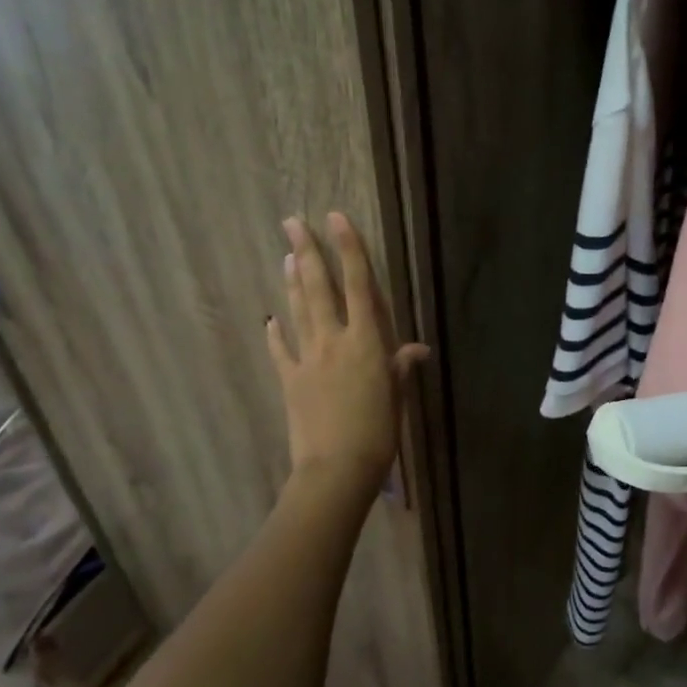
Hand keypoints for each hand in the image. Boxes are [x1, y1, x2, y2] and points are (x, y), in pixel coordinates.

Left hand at [267, 212, 427, 487]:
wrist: (335, 469)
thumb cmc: (378, 433)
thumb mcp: (397, 397)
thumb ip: (400, 367)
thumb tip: (416, 349)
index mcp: (366, 341)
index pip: (358, 284)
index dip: (349, 248)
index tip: (335, 217)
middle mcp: (334, 340)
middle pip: (318, 287)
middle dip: (306, 251)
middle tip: (291, 221)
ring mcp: (307, 358)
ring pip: (298, 310)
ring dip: (292, 281)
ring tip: (286, 254)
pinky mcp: (289, 380)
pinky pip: (280, 350)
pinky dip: (275, 333)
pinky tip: (270, 319)